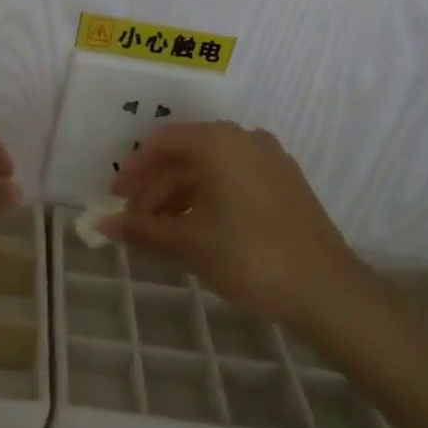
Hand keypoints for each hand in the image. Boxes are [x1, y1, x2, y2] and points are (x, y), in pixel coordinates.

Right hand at [109, 122, 362, 332]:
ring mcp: (270, 159)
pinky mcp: (286, 182)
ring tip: (162, 232)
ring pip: (211, 168)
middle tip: (135, 223)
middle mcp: (244, 139)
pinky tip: (198, 229)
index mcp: (218, 142)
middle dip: (155, 187)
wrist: (326, 288)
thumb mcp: (188, 243)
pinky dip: (209, 198)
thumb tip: (101, 226)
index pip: (161, 143)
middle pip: (186, 155)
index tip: (115, 200)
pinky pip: (235, 178)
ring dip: (180, 196)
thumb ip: (142, 230)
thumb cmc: (248, 256)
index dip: (133, 171)